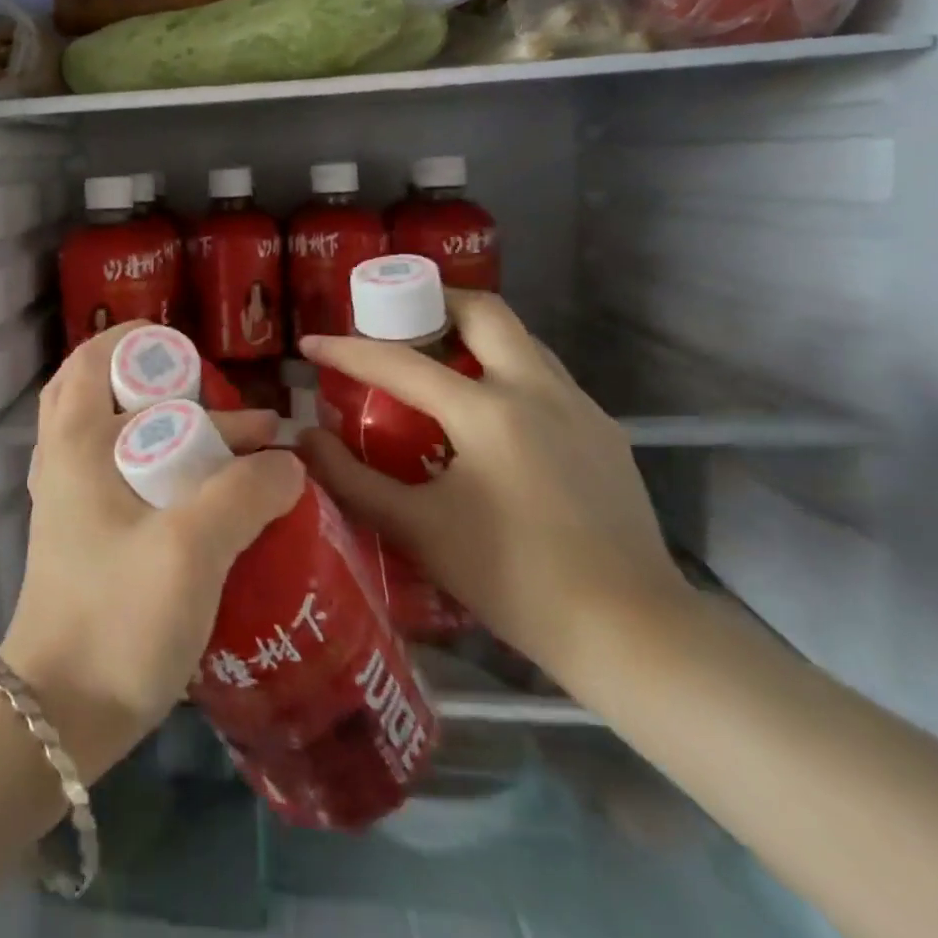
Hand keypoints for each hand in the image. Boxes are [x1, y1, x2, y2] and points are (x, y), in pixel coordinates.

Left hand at [0, 323, 303, 779]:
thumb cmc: (117, 615)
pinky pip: (124, 479)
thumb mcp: (192, 548)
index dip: (139, 343)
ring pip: (119, 439)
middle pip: (107, 395)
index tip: (192, 352)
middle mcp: (64, 460)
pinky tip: (212, 500)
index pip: (95, 359)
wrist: (60, 712)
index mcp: (76, 441)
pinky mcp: (85, 537)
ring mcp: (70, 501)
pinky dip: (164, 471)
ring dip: (172, 433)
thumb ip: (244, 494)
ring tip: (239, 451)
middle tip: (221, 404)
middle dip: (165, 389)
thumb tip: (288, 460)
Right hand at [296, 293, 690, 692]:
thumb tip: (305, 439)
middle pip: (483, 311)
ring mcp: (580, 408)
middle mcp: (539, 391)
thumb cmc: (514, 579)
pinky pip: (545, 375)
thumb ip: (351, 479)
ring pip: (520, 339)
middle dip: (432, 303)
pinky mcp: (604, 432)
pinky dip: (504, 370)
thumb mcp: (417, 530)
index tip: (310, 342)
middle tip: (393, 325)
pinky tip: (486, 416)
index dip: (347, 350)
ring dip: (472, 335)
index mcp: (488, 412)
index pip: (400, 362)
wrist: (633, 634)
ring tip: (435, 363)